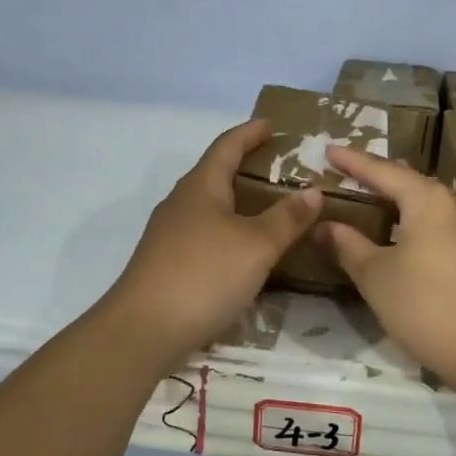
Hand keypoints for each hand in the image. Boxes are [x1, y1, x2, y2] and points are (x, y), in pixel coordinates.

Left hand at [105, 120, 321, 367]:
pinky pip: (203, 233)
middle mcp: (181, 203)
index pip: (226, 146)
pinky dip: (226, 229)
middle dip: (243, 165)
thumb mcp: (256, 246)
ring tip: (266, 207)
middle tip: (277, 167)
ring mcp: (168, 234)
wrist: (142, 330)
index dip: (249, 132)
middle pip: (214, 173)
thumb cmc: (203, 275)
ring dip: (235, 200)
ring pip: (208, 206)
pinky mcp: (165, 263)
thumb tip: (313, 191)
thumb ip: (286, 218)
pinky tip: (241, 250)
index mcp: (201, 187)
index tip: (271, 124)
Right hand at [318, 146, 455, 391]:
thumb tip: (323, 226)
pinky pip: (448, 224)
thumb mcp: (377, 278)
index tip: (329, 149)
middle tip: (350, 174)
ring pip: (433, 204)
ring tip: (378, 201)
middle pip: (412, 182)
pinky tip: (412, 237)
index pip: (383, 171)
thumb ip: (347, 246)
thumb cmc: (428, 308)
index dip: (353, 161)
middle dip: (380, 177)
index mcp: (430, 200)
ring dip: (404, 201)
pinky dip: (422, 222)